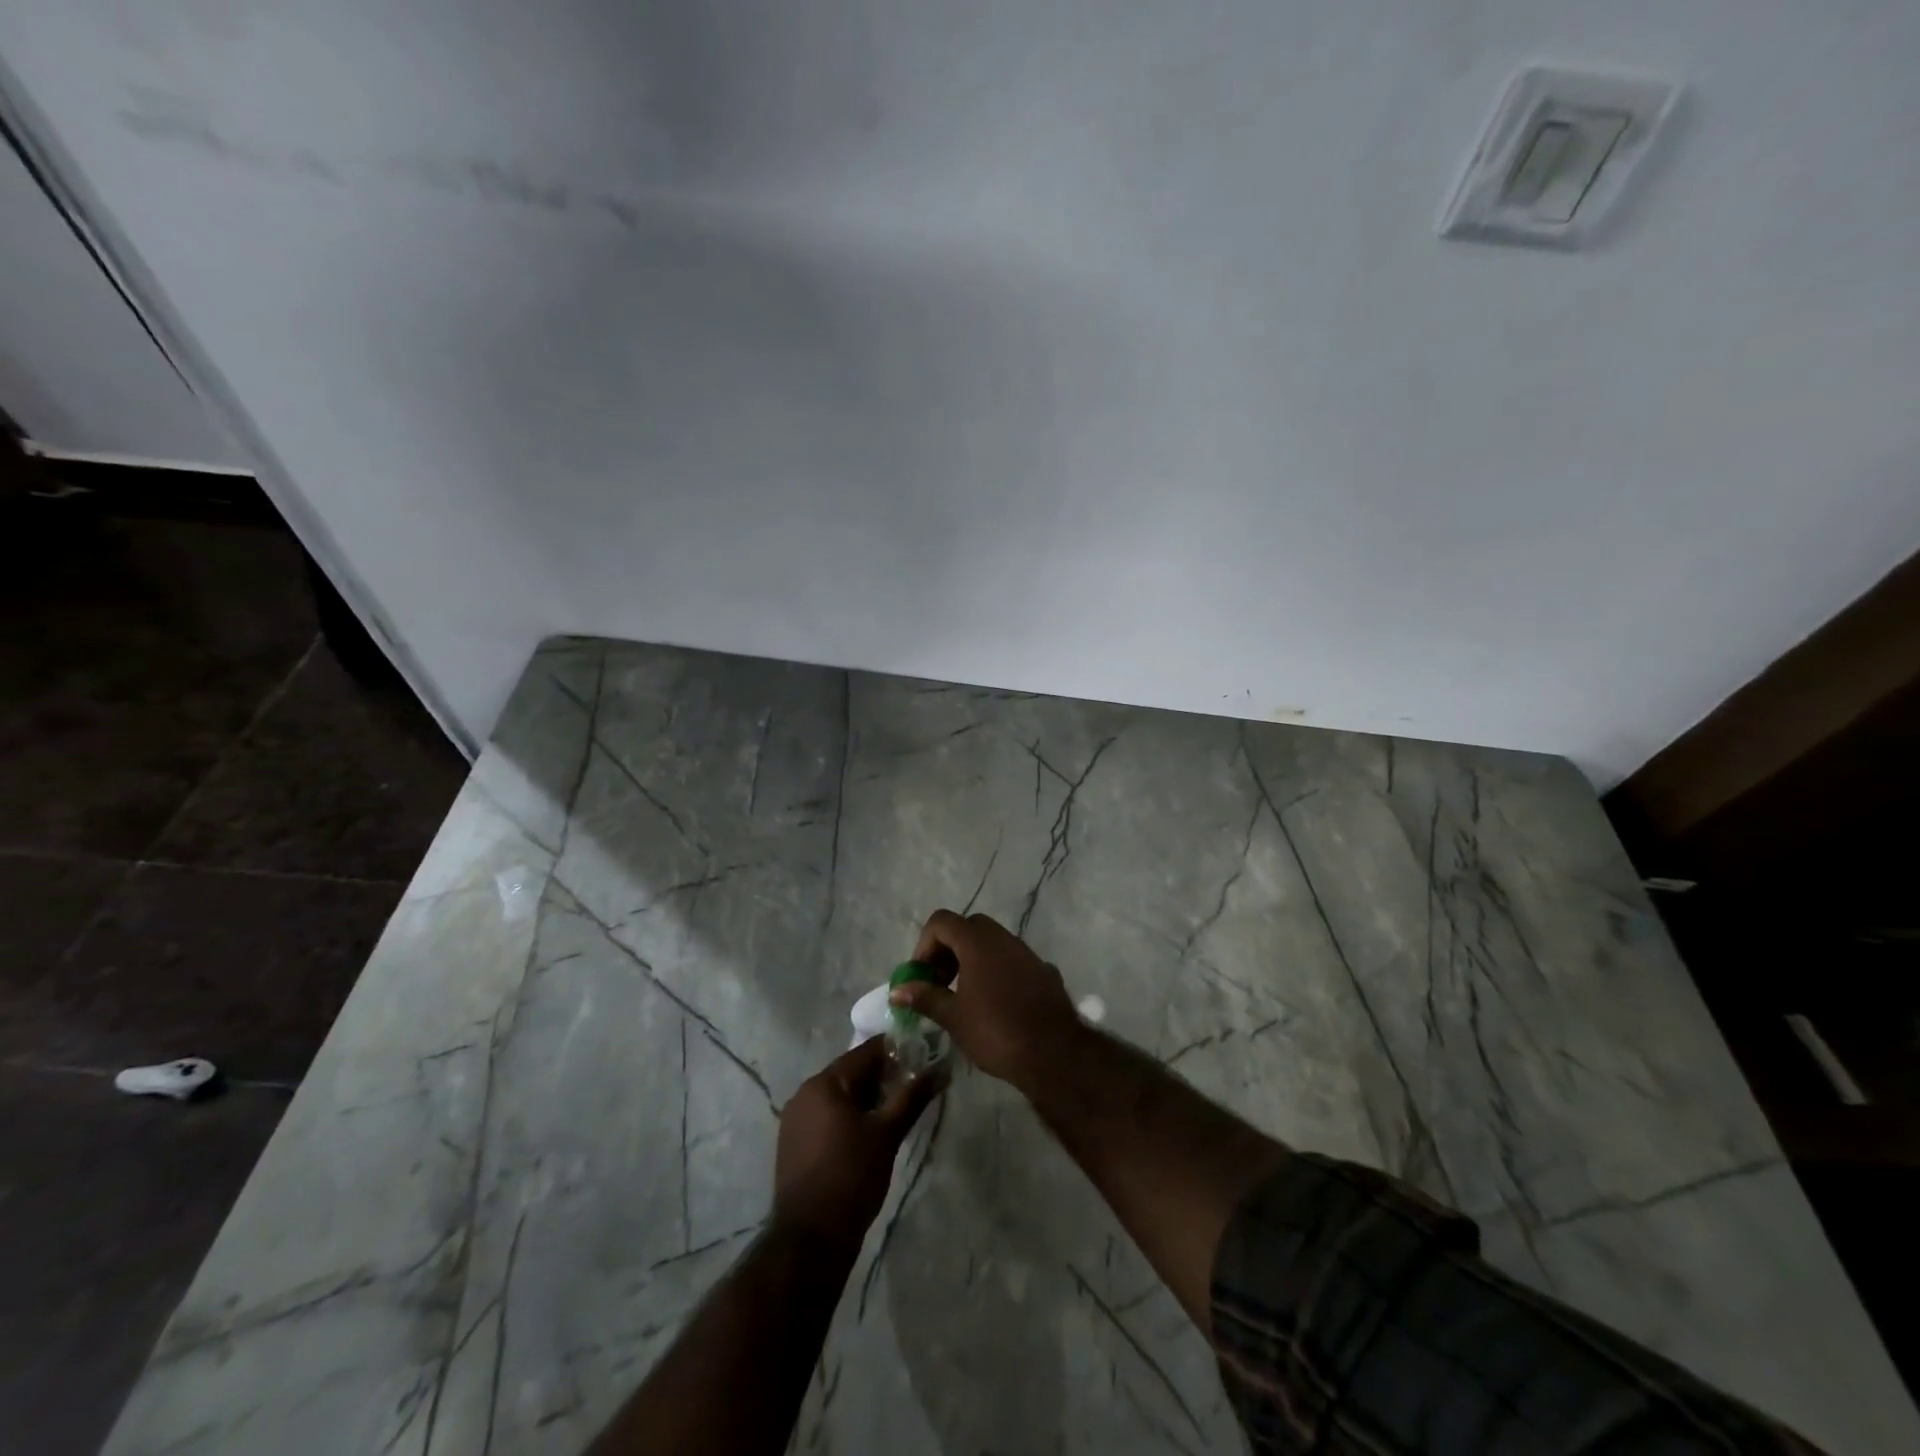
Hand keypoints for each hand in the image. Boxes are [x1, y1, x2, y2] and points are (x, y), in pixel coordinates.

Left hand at [773, 1037, 940, 1246]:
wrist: (811, 1239)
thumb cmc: (851, 1177)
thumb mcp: (887, 1134)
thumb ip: (913, 1097)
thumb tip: (941, 1070)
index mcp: (824, 1083)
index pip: (865, 1052)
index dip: (895, 1053)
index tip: (921, 1059)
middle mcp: (804, 1093)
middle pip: (850, 1073)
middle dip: (882, 1078)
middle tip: (912, 1090)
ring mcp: (795, 1120)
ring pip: (839, 1096)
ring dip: (867, 1099)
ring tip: (895, 1113)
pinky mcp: (794, 1143)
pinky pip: (827, 1116)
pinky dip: (849, 1116)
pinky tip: (869, 1134)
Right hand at [892, 910, 1083, 1085]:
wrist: (1054, 1053)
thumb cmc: (996, 1031)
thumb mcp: (953, 1017)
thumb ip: (924, 998)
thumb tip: (897, 990)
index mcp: (978, 942)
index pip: (942, 922)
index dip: (924, 945)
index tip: (921, 976)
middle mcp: (1004, 938)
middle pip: (967, 928)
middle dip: (947, 950)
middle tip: (939, 982)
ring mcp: (1027, 953)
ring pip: (992, 943)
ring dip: (972, 960)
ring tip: (963, 995)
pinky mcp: (1043, 971)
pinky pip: (1012, 961)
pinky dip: (996, 972)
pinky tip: (995, 1004)